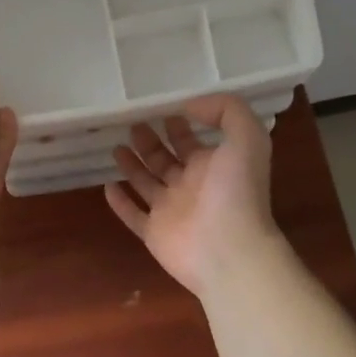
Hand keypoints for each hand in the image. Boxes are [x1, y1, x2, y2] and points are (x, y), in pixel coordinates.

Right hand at [104, 94, 281, 296]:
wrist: (229, 251)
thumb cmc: (236, 192)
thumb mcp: (247, 138)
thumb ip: (226, 111)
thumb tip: (190, 105)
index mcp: (214, 165)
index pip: (191, 141)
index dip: (178, 125)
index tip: (158, 108)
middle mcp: (191, 186)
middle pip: (165, 159)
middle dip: (151, 141)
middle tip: (132, 123)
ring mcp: (171, 211)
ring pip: (147, 183)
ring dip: (132, 165)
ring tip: (116, 146)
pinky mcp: (154, 233)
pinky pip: (133, 216)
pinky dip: (120, 203)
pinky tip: (108, 186)